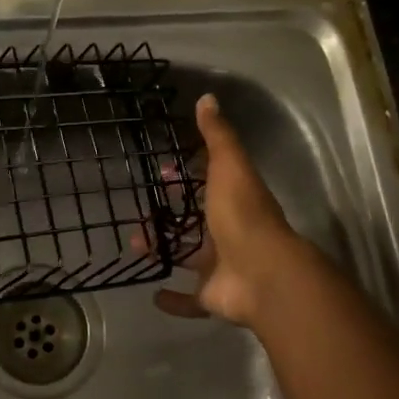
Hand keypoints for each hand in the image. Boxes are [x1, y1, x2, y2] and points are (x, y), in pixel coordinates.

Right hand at [141, 93, 314, 329]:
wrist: (263, 274)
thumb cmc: (243, 215)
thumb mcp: (229, 167)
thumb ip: (217, 136)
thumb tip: (207, 98)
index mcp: (234, 201)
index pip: (209, 185)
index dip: (186, 178)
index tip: (162, 175)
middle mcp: (230, 233)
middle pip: (195, 223)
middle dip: (169, 217)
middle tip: (140, 214)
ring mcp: (222, 267)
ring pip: (188, 256)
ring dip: (164, 250)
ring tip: (135, 245)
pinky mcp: (213, 296)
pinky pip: (191, 299)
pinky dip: (174, 300)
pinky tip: (154, 294)